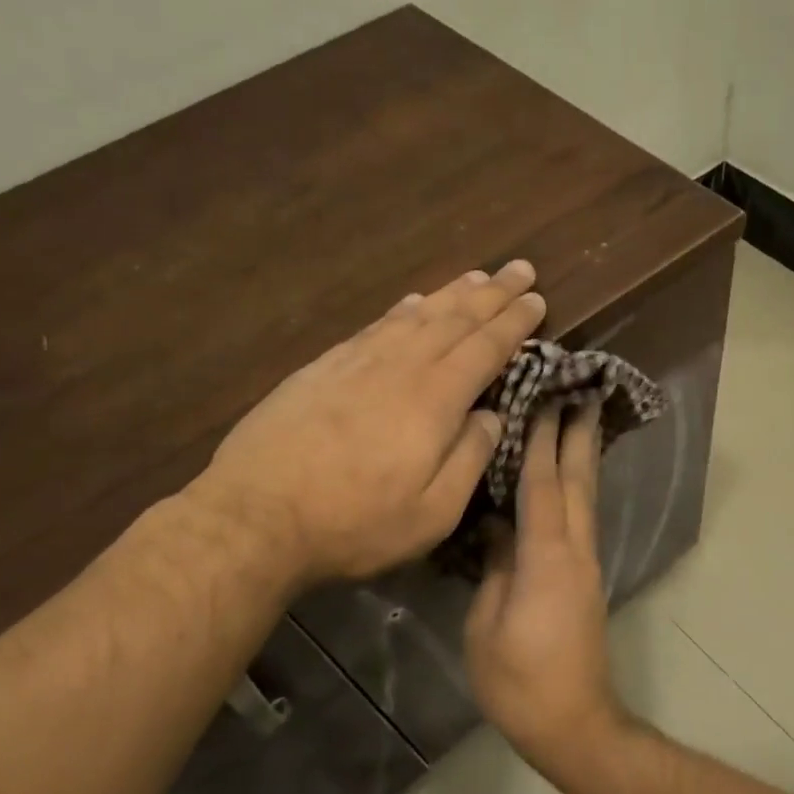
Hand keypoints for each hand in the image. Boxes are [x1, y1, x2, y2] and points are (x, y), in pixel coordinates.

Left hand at [185, 260, 545, 585]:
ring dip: (451, 294)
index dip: (514, 323)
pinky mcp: (323, 369)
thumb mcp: (432, 512)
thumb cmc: (355, 523)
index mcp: (434, 401)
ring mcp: (357, 363)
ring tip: (476, 276)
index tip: (537, 299)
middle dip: (493, 293)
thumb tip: (491, 417)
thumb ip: (470, 459)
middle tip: (521, 269)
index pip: (485, 348)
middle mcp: (400, 367)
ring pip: (415, 316)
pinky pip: (375, 326)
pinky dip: (400, 310)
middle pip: (454, 320)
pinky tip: (411, 303)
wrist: (256, 516)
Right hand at [465, 405, 626, 770]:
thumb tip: (498, 530)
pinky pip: (581, 520)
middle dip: (578, 436)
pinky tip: (568, 480)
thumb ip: (494, 571)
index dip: (543, 440)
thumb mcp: (487, 627)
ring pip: (586, 499)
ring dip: (583, 458)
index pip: (544, 486)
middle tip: (580, 393)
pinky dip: (577, 489)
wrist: (573, 723)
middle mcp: (575, 552)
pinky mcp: (585, 580)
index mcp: (547, 559)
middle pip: (579, 483)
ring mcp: (586, 566)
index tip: (544, 398)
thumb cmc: (520, 682)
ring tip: (579, 421)